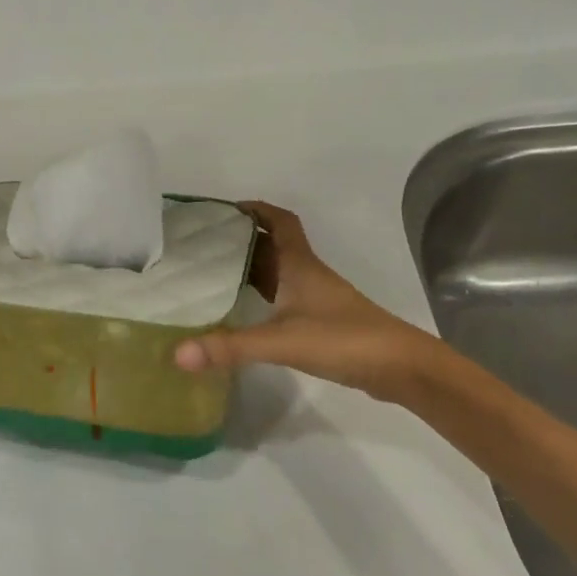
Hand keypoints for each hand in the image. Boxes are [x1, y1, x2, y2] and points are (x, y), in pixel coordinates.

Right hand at [173, 202, 442, 400]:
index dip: (257, 210)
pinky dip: (263, 299)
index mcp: (300, 266)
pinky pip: (284, 300)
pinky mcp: (322, 323)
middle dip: (242, 241)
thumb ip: (230, 347)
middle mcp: (308, 276)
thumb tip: (177, 354)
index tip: (227, 209)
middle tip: (204, 245)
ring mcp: (317, 300)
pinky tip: (245, 313)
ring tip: (214, 275)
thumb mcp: (280, 341)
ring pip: (279, 274)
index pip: (279, 222)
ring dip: (252, 270)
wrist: (399, 367)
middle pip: (273, 247)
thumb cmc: (342, 339)